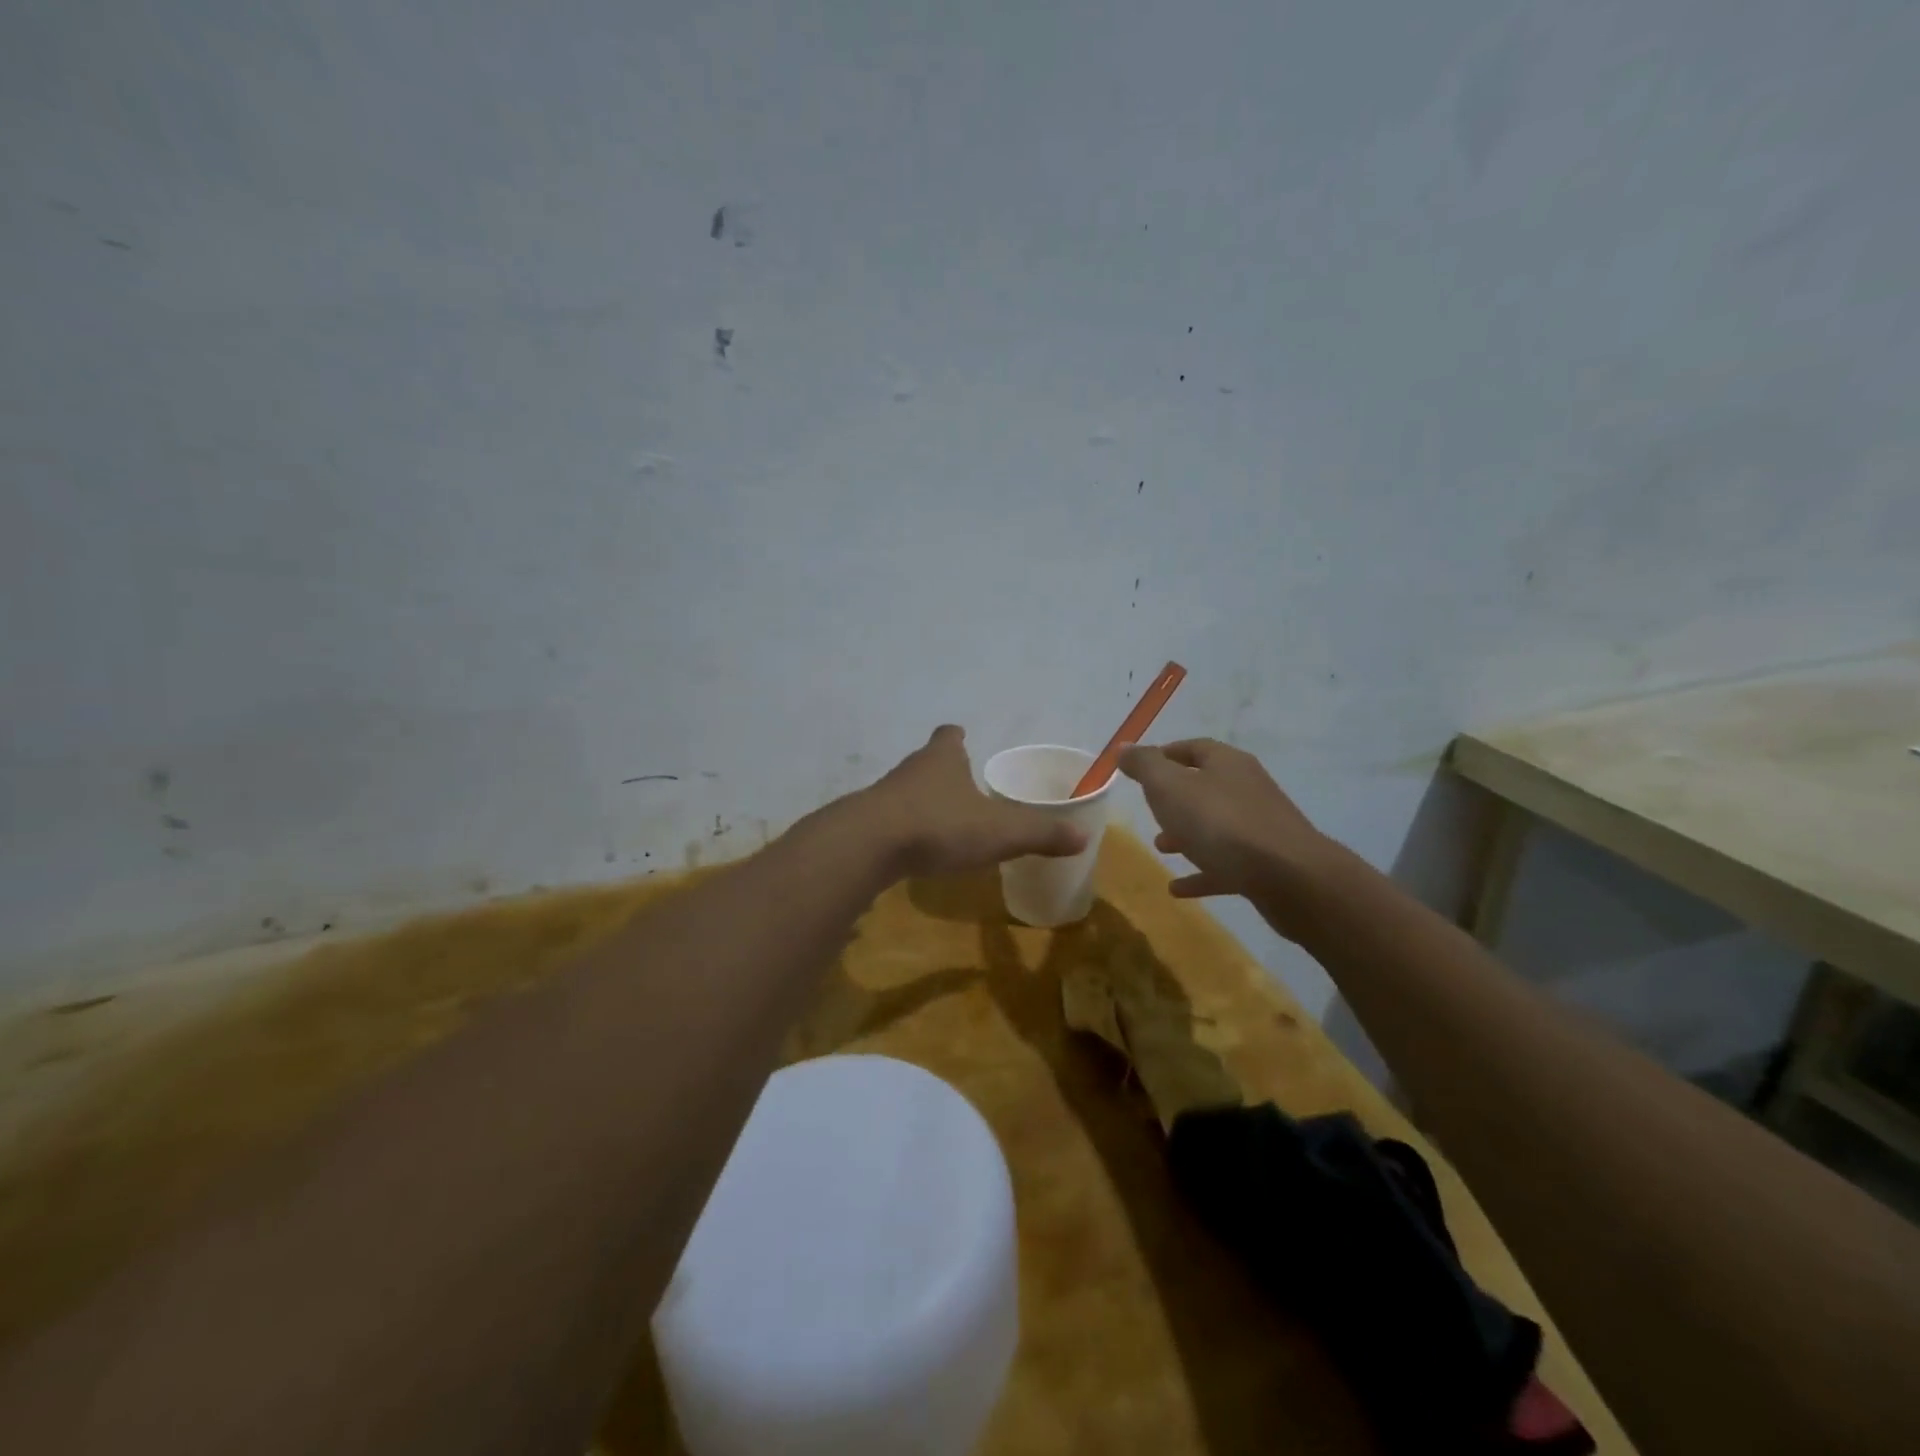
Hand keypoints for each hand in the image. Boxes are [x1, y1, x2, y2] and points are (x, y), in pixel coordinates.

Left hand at [862, 725, 1085, 877]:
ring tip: (943, 822)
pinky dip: (905, 828)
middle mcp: (912, 769)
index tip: (963, 740)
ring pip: (908, 790)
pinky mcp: (866, 822)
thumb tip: (1082, 837)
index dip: (957, 738)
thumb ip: (1040, 834)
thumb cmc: (939, 826)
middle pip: (928, 761)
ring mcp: (885, 794)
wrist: (868, 845)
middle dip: (944, 771)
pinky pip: (891, 819)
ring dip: (924, 801)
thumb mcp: (999, 832)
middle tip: (964, 789)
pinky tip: (916, 848)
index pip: (949, 736)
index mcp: (943, 759)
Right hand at [1119, 739, 1340, 930]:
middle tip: (1149, 810)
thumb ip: (1144, 766)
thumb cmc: (1220, 823)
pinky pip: (1226, 864)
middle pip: (1206, 787)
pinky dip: (1202, 871)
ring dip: (1187, 834)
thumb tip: (1124, 747)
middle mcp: (1247, 788)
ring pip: (1215, 826)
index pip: (1193, 748)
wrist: (1288, 877)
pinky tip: (1178, 889)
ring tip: (1160, 848)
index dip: (1165, 755)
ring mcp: (1260, 827)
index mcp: (1227, 763)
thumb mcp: (1169, 787)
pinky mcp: (1266, 864)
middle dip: (1175, 799)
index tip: (1140, 769)